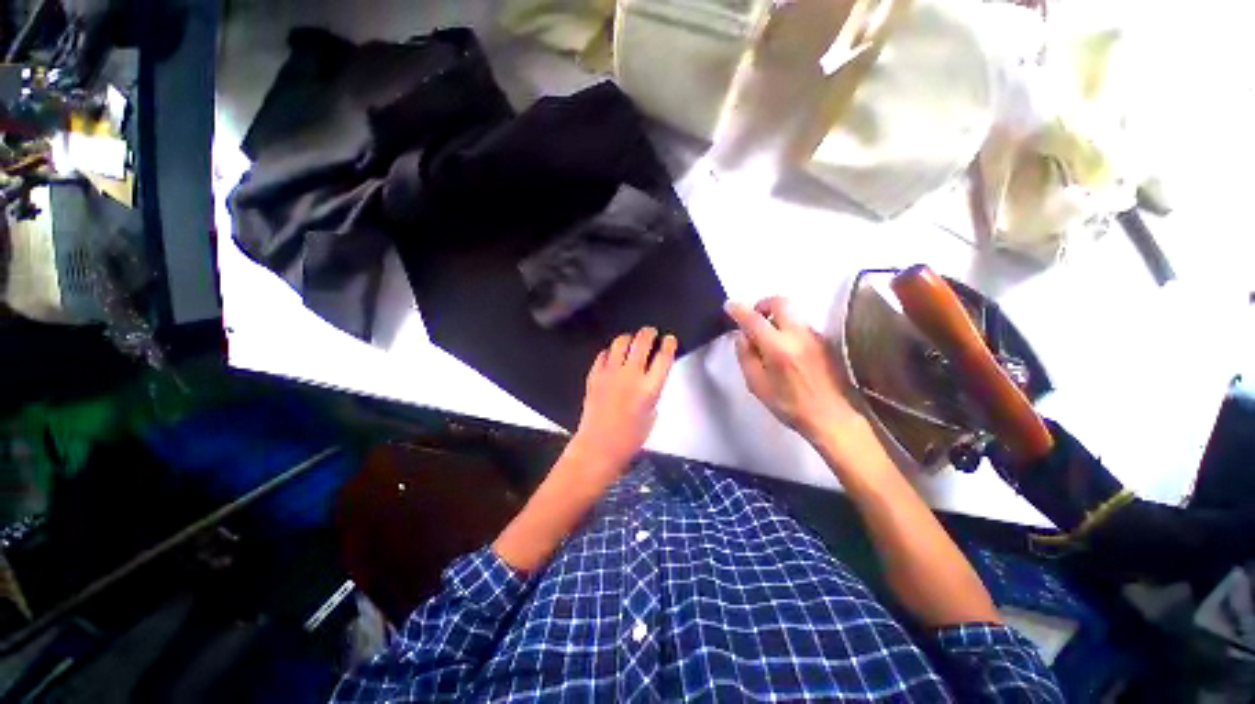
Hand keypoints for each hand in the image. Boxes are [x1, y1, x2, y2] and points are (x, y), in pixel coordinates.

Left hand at [569, 327, 677, 479]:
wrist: (599, 446)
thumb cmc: (629, 438)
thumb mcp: (652, 415)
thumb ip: (653, 392)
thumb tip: (650, 377)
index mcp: (649, 388)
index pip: (663, 357)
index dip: (669, 344)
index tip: (669, 339)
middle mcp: (631, 375)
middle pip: (642, 342)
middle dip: (649, 333)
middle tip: (651, 332)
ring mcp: (610, 373)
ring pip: (621, 342)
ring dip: (629, 338)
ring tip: (632, 340)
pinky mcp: (594, 375)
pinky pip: (603, 354)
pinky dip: (611, 352)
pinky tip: (613, 355)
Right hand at [725, 298, 861, 442]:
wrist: (833, 418)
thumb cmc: (790, 405)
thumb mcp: (757, 385)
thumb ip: (746, 356)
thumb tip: (742, 336)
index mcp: (777, 347)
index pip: (753, 319)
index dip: (738, 309)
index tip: (729, 307)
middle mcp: (798, 335)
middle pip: (780, 302)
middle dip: (762, 304)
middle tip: (753, 318)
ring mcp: (815, 336)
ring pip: (792, 314)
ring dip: (777, 318)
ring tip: (769, 341)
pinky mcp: (826, 341)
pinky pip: (802, 326)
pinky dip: (789, 329)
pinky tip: (787, 351)